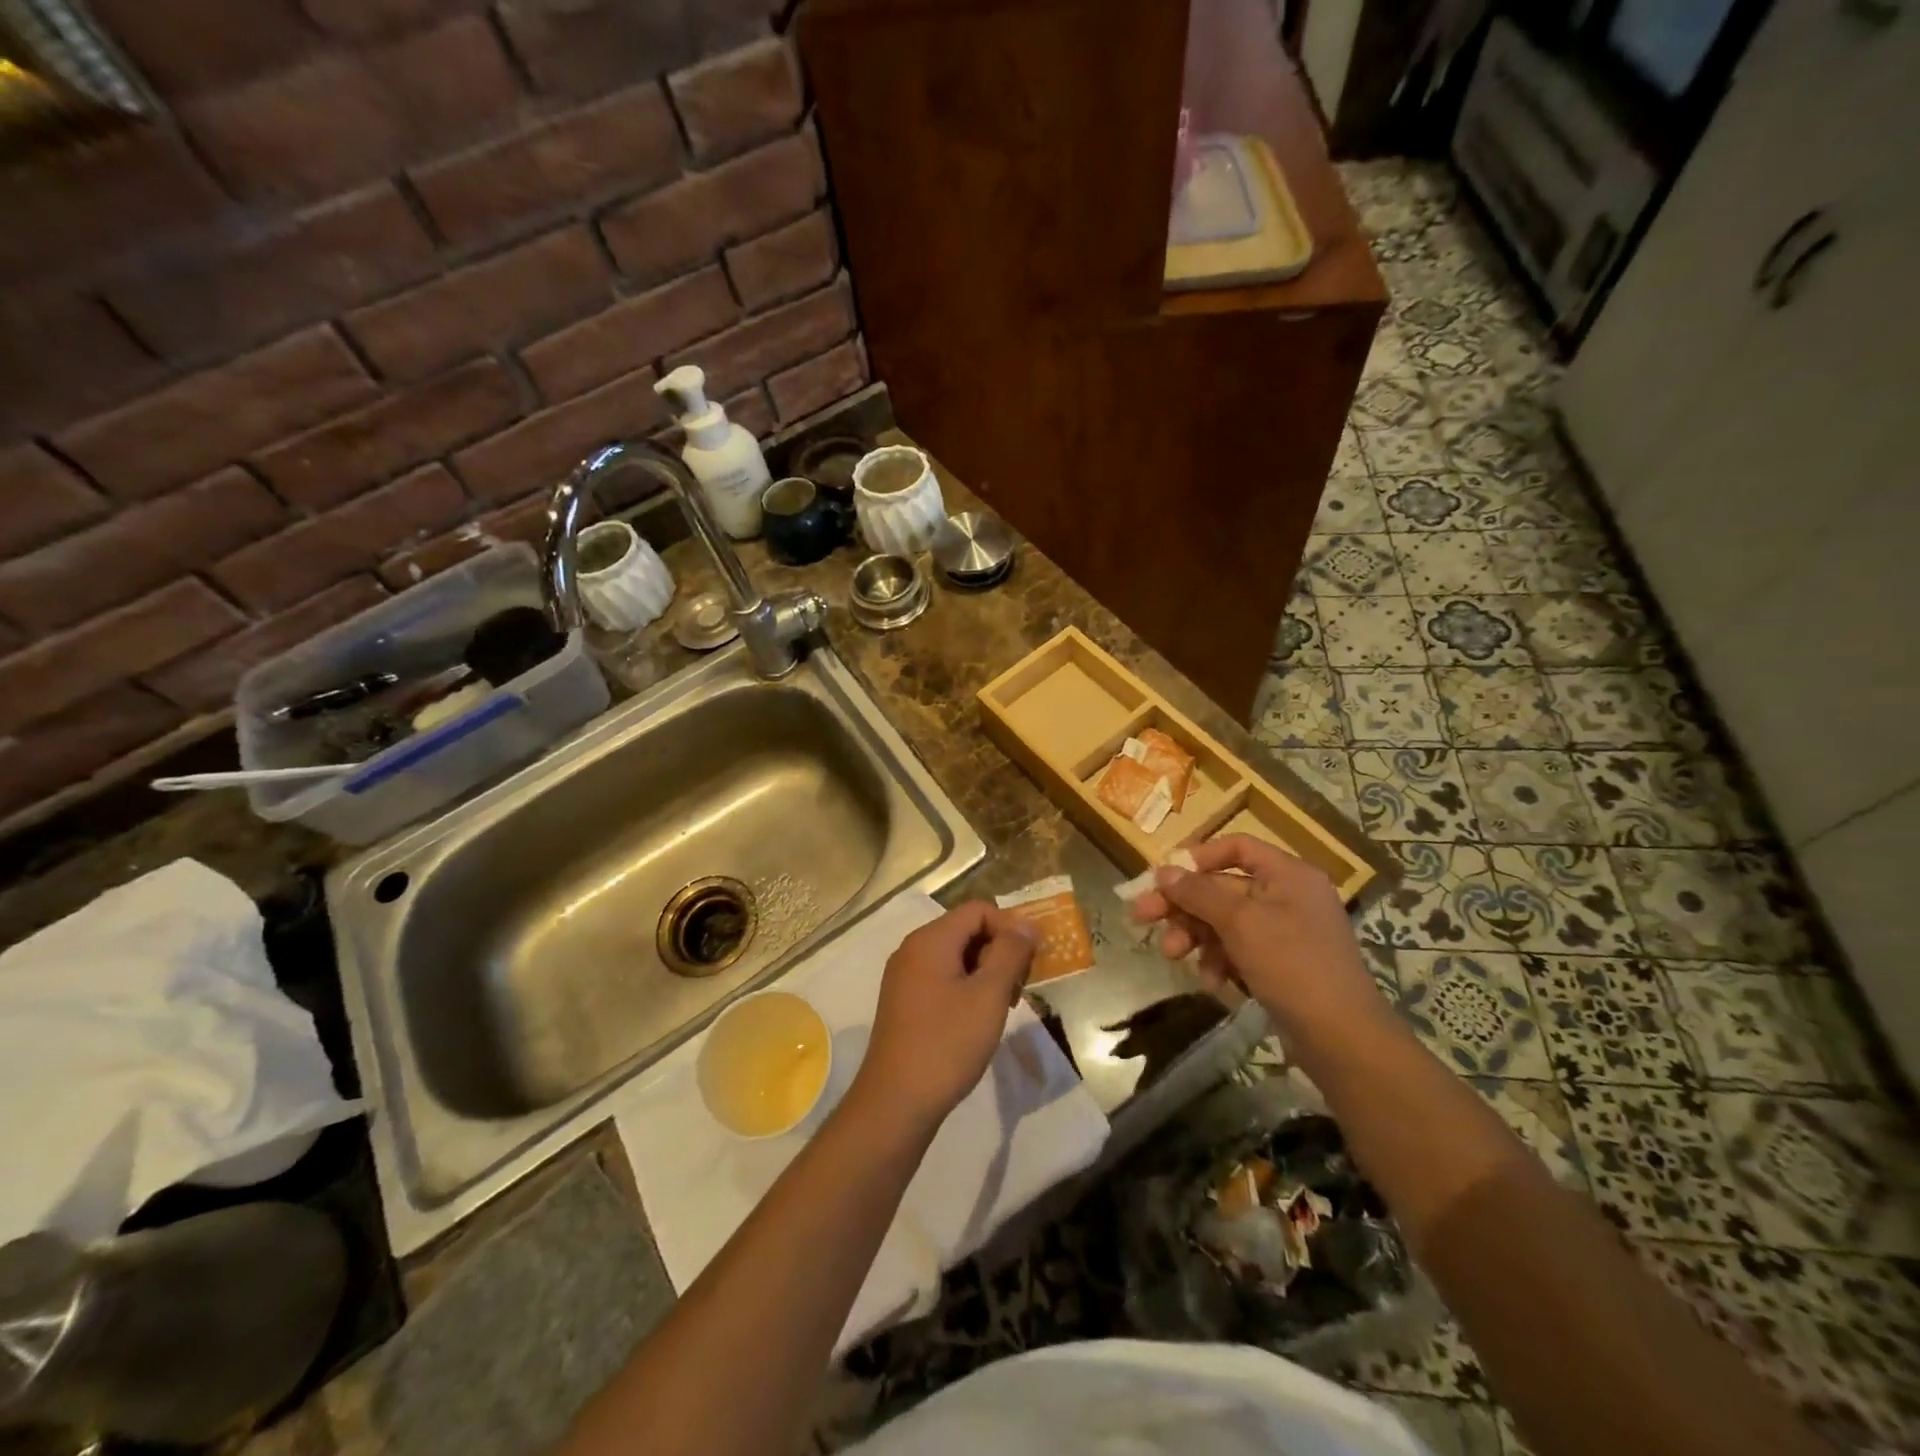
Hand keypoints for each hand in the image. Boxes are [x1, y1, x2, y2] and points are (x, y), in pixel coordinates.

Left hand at [851, 901, 1036, 1131]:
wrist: (896, 1103)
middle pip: (967, 931)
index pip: (978, 910)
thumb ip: (1010, 953)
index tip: (1030, 963)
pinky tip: (979, 1020)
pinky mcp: (905, 1002)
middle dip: (1000, 952)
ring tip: (1003, 1008)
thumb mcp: (988, 996)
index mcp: (930, 940)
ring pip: (957, 956)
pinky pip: (943, 978)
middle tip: (1020, 989)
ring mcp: (905, 977)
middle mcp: (913, 950)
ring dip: (986, 973)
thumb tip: (1026, 923)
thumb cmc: (947, 1044)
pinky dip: (967, 988)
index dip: (1010, 928)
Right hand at [1129, 835, 1386, 1042]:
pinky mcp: (1282, 965)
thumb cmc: (1292, 964)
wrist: (1342, 1038)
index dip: (1197, 857)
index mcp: (1288, 874)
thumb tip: (1163, 872)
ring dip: (1196, 936)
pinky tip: (1212, 982)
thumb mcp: (1239, 922)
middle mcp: (1288, 896)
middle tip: (1141, 917)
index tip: (1163, 877)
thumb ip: (1198, 893)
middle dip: (1183, 906)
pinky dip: (1220, 962)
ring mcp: (1286, 933)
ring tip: (1173, 956)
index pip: (1236, 848)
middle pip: (1223, 888)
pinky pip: (1239, 950)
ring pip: (1226, 922)